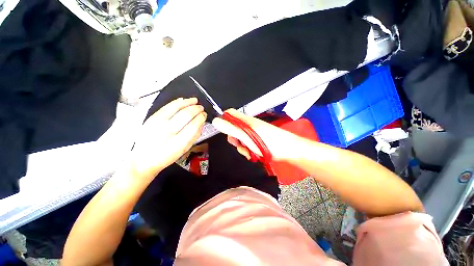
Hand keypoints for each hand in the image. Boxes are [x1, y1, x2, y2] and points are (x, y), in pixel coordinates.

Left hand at [131, 98, 206, 177]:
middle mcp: (167, 131)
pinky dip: (177, 102)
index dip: (201, 118)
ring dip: (188, 102)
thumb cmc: (167, 156)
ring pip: (176, 107)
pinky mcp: (151, 118)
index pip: (193, 125)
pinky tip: (183, 100)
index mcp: (178, 143)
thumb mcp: (184, 150)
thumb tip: (201, 122)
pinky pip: (166, 106)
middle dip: (196, 109)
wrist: (143, 159)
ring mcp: (157, 123)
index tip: (204, 115)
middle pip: (186, 115)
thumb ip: (195, 135)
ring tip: (195, 100)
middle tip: (201, 108)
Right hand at [212, 109, 300, 161]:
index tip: (225, 132)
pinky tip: (254, 154)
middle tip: (239, 144)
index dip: (224, 121)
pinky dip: (248, 151)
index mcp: (245, 120)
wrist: (288, 150)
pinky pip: (247, 145)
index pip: (230, 114)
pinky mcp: (257, 141)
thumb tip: (216, 121)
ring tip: (250, 152)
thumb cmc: (268, 142)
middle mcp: (248, 125)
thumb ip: (231, 128)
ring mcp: (253, 134)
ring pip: (240, 139)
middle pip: (233, 129)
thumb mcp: (246, 135)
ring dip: (242, 147)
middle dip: (234, 139)